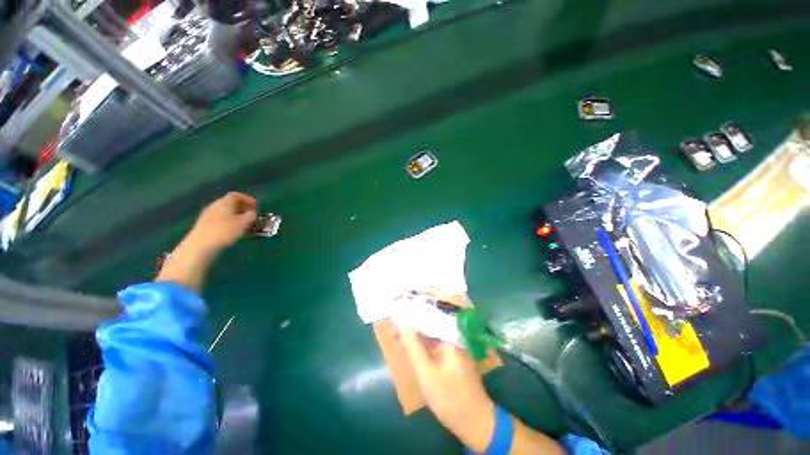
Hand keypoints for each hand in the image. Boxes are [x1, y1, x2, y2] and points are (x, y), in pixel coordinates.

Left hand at [185, 192, 257, 253]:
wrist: (200, 245)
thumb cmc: (225, 231)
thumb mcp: (244, 223)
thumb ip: (251, 215)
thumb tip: (253, 212)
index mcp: (224, 202)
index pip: (236, 195)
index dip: (247, 199)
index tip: (256, 206)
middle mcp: (215, 205)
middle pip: (230, 203)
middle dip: (243, 209)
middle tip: (252, 216)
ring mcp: (208, 215)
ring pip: (225, 212)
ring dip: (236, 217)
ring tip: (244, 225)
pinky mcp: (204, 225)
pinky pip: (220, 219)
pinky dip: (229, 222)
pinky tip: (233, 231)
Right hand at [400, 327, 495, 451]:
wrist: (476, 423)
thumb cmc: (449, 398)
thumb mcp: (426, 373)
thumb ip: (414, 347)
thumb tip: (403, 323)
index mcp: (451, 337)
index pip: (428, 319)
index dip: (410, 320)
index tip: (395, 322)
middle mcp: (456, 337)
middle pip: (430, 326)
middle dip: (412, 328)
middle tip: (394, 332)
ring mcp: (457, 347)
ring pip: (433, 336)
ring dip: (417, 337)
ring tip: (399, 337)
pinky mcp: (456, 357)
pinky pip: (437, 345)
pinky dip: (425, 345)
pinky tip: (414, 348)